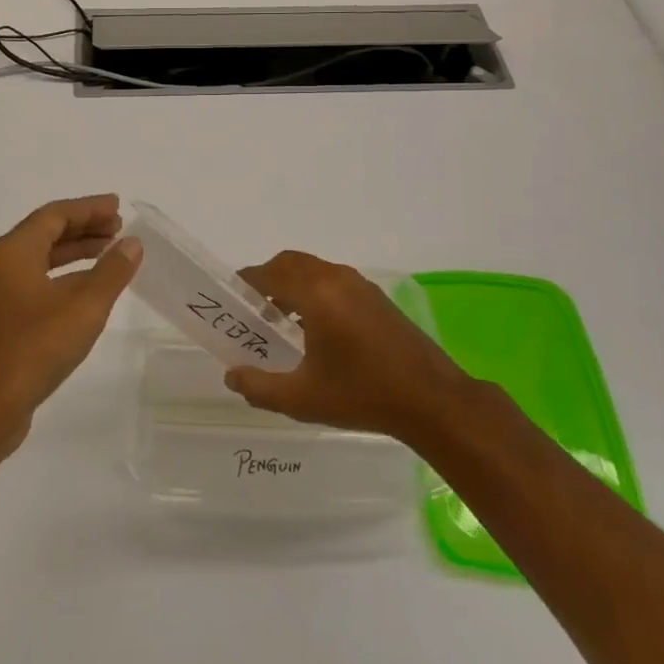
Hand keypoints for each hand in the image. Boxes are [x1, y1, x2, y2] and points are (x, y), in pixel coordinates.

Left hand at [0, 195, 142, 454]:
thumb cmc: (32, 349)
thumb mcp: (83, 308)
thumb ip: (111, 271)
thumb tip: (131, 243)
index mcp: (12, 252)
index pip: (54, 215)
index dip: (89, 208)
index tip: (119, 207)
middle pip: (45, 233)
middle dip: (83, 228)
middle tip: (119, 228)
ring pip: (40, 260)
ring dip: (75, 253)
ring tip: (109, 254)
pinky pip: (36, 283)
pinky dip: (64, 278)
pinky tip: (87, 293)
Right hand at [225, 251, 469, 441]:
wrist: (431, 399)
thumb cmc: (362, 395)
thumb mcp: (303, 398)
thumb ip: (260, 386)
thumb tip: (231, 375)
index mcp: (316, 295)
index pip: (269, 273)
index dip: (246, 283)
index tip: (232, 301)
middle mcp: (336, 279)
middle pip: (290, 263)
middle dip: (268, 279)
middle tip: (254, 311)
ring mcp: (360, 285)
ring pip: (314, 270)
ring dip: (293, 285)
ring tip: (282, 322)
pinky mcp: (376, 297)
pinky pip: (334, 280)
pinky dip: (315, 291)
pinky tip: (317, 329)